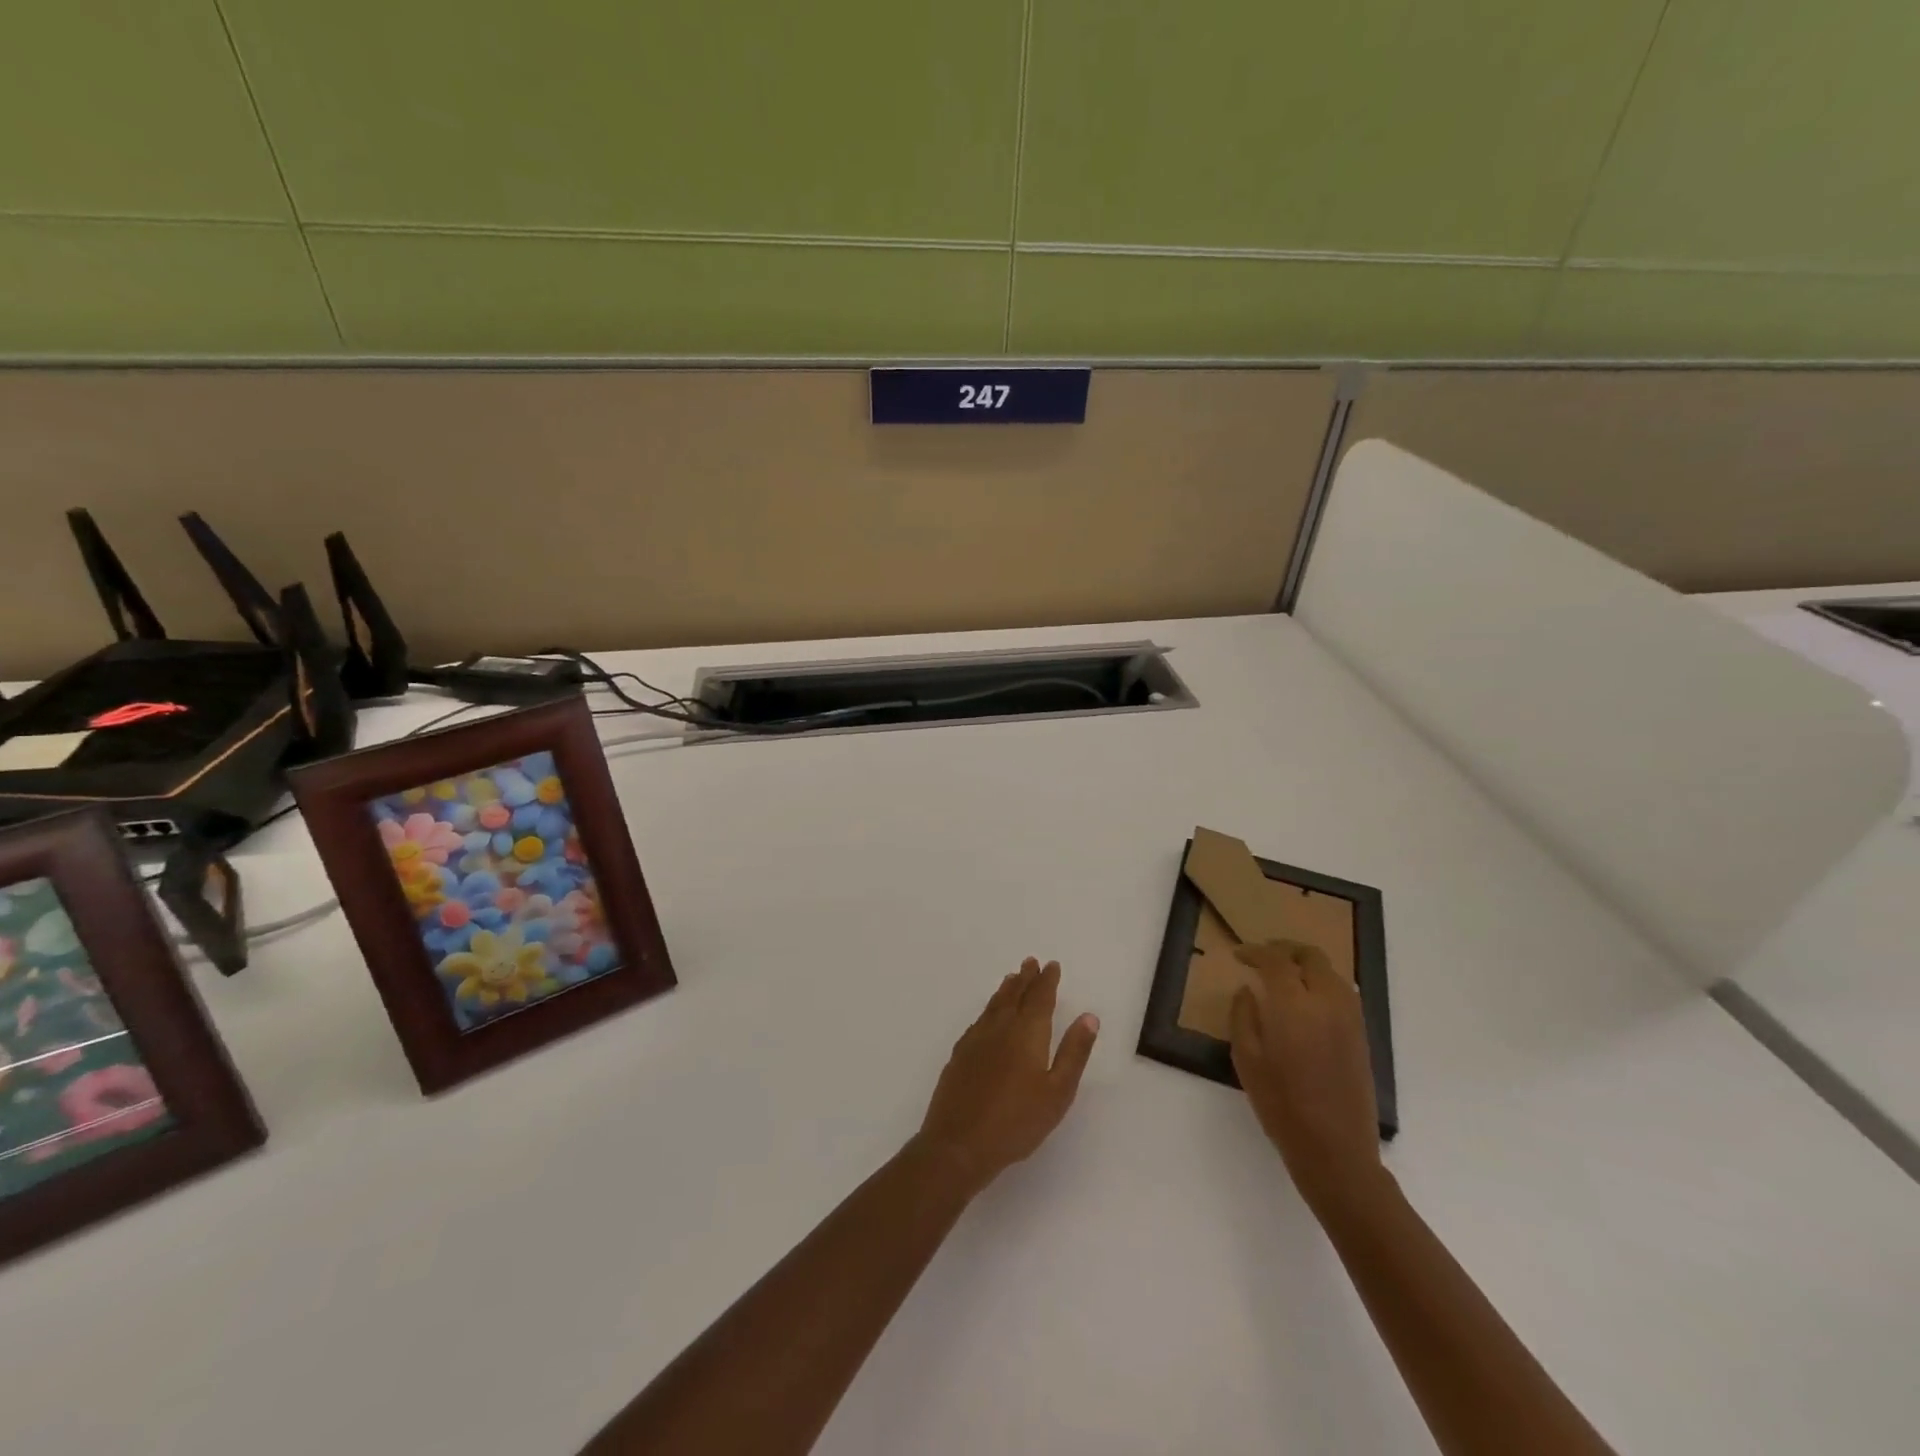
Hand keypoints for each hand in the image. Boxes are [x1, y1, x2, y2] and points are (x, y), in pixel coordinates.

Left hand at [915, 958, 1099, 1195]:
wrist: (959, 1143)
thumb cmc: (1017, 1122)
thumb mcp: (1057, 1092)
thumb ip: (1073, 1052)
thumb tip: (1089, 1016)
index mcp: (1027, 1033)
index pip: (1040, 998)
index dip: (1047, 981)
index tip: (1052, 965)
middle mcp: (1000, 1027)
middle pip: (1015, 995)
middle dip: (1025, 978)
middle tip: (1031, 962)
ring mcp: (976, 1039)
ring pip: (994, 1005)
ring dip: (1006, 989)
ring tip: (1012, 978)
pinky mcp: (960, 1054)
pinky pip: (980, 1019)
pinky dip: (989, 1008)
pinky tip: (988, 1015)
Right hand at [1231, 940, 1382, 1211]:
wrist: (1335, 1151)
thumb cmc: (1281, 1106)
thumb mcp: (1246, 1059)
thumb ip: (1243, 1016)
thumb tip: (1248, 990)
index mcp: (1294, 1006)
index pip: (1275, 960)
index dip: (1255, 952)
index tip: (1238, 956)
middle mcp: (1327, 1003)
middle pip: (1311, 957)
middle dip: (1285, 949)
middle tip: (1264, 956)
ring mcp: (1350, 1019)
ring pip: (1332, 973)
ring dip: (1307, 965)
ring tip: (1285, 975)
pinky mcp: (1362, 1036)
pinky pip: (1343, 994)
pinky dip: (1323, 984)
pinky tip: (1307, 1001)